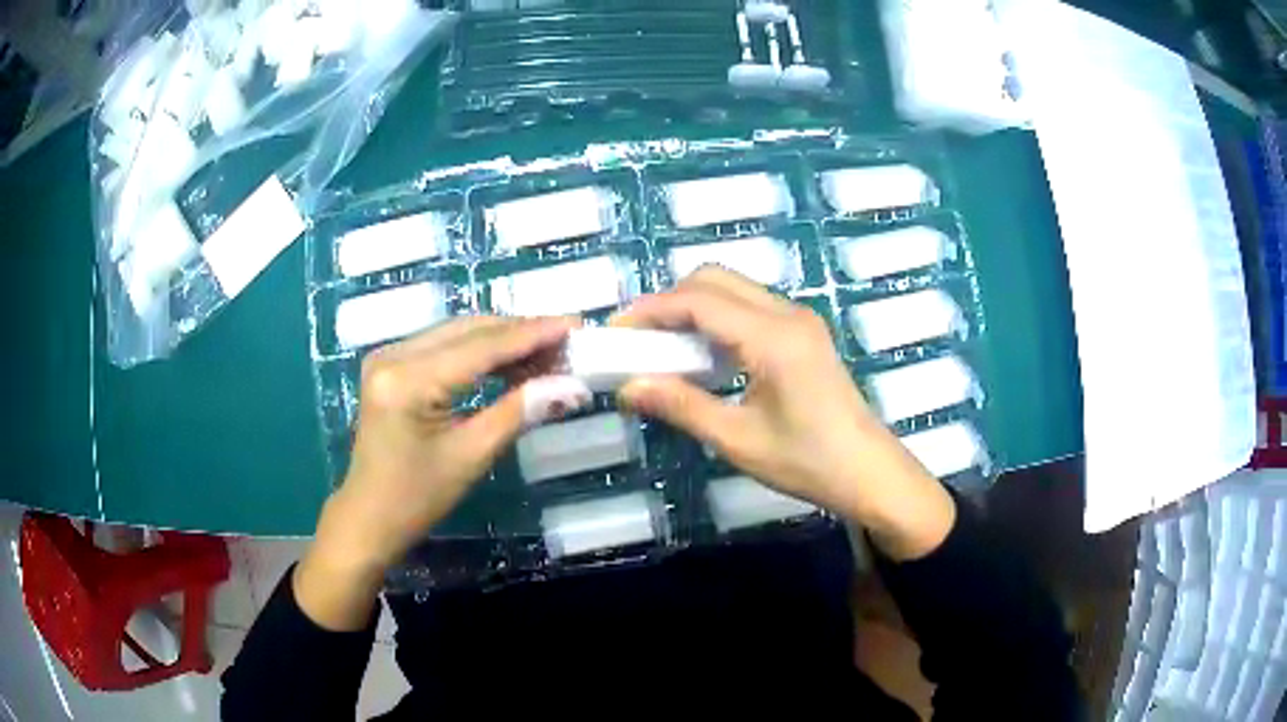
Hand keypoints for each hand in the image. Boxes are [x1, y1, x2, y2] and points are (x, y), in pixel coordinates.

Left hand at [297, 316, 577, 629]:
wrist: (369, 515)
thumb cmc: (417, 497)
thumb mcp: (471, 456)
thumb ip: (519, 411)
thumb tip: (571, 387)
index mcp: (408, 379)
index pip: (481, 346)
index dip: (532, 333)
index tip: (576, 325)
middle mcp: (394, 354)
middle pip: (469, 330)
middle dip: (521, 333)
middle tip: (567, 343)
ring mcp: (389, 355)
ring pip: (459, 333)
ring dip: (503, 341)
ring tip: (547, 355)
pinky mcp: (392, 364)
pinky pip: (445, 346)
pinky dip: (480, 353)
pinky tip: (511, 364)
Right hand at [612, 267, 954, 560]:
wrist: (869, 473)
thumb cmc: (808, 462)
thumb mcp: (738, 440)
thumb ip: (682, 406)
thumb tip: (628, 387)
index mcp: (772, 337)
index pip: (698, 301)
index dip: (650, 311)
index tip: (615, 334)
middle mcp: (787, 314)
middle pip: (715, 280)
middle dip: (669, 301)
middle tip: (639, 340)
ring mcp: (799, 320)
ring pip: (733, 289)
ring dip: (693, 307)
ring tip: (664, 347)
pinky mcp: (804, 333)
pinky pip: (749, 307)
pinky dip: (716, 318)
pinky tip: (704, 355)